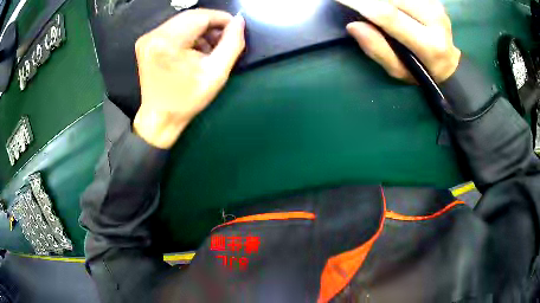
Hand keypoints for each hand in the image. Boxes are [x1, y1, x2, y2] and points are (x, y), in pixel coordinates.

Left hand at [133, 9, 244, 148]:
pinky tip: (195, 50)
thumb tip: (239, 22)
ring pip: (183, 21)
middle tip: (224, 39)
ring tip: (209, 48)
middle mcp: (154, 35)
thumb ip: (232, 44)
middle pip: (192, 17)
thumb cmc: (187, 100)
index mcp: (168, 42)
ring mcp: (147, 38)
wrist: (159, 118)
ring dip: (200, 30)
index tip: (235, 28)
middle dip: (212, 25)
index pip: (202, 16)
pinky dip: (188, 35)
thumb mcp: (216, 74)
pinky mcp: (147, 43)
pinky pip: (174, 29)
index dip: (222, 19)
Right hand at [336, 0, 460, 82]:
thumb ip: (377, 49)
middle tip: (350, 1)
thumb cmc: (421, 70)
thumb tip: (353, 26)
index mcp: (429, 45)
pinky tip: (385, 4)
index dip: (360, 3)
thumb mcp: (398, 70)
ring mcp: (435, 6)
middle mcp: (435, 20)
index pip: (388, 15)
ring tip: (366, 4)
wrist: (449, 62)